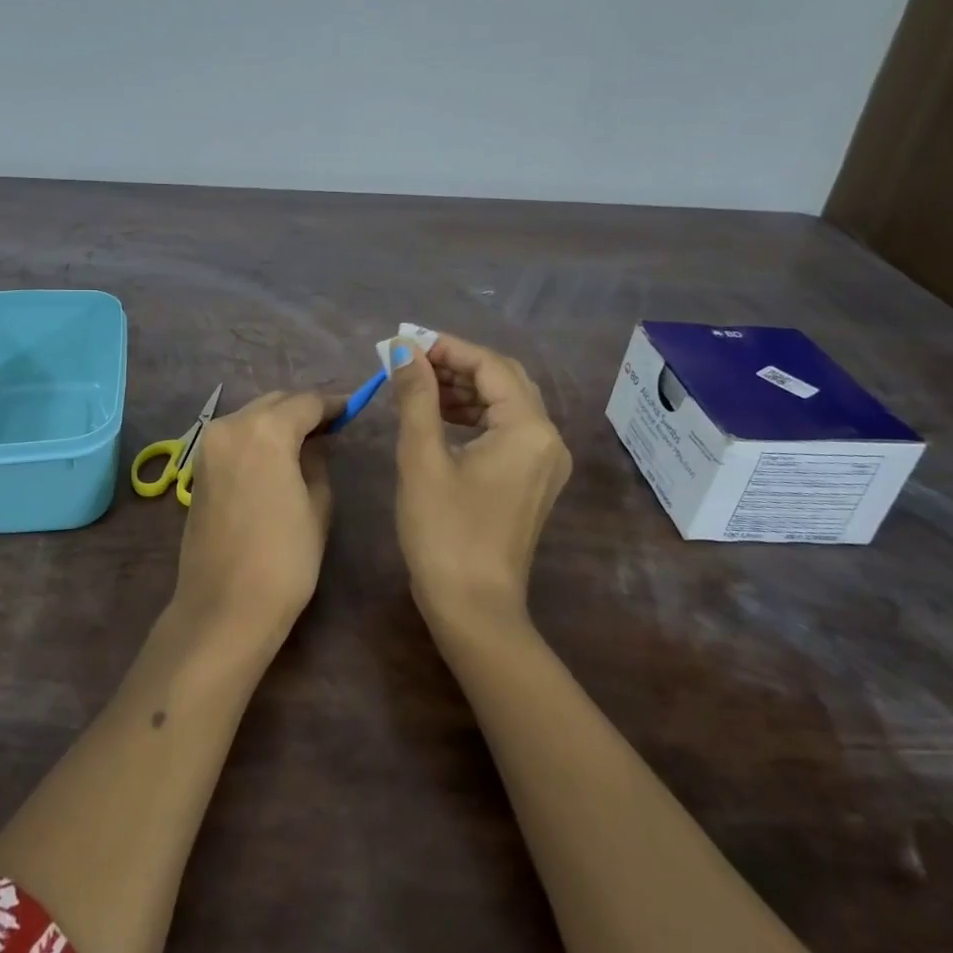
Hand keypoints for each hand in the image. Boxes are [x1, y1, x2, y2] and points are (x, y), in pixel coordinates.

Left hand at [172, 390, 340, 644]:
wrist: (224, 607)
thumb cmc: (284, 559)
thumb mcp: (317, 505)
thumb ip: (317, 461)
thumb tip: (315, 442)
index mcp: (265, 430)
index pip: (306, 402)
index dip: (333, 404)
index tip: (353, 409)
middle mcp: (231, 425)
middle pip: (275, 402)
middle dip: (303, 409)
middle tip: (332, 426)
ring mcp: (208, 445)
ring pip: (252, 416)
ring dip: (278, 421)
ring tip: (307, 440)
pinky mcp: (199, 467)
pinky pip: (235, 437)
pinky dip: (257, 437)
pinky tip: (277, 456)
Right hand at [390, 333, 572, 625]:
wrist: (473, 609)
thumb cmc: (444, 532)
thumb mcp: (422, 458)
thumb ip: (416, 396)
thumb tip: (404, 349)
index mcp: (528, 429)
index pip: (491, 365)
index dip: (448, 348)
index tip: (407, 343)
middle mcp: (548, 439)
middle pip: (505, 380)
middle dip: (457, 365)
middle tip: (412, 362)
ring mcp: (545, 462)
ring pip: (506, 404)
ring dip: (464, 389)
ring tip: (418, 386)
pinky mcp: (533, 480)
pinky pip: (507, 430)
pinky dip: (474, 416)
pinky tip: (439, 417)